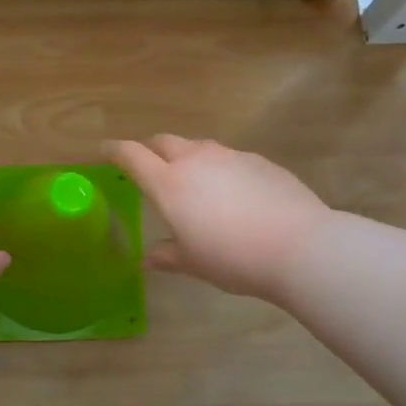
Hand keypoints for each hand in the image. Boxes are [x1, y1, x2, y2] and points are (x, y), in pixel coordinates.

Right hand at [105, 136, 329, 300]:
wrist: (299, 246)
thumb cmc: (233, 258)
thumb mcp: (194, 263)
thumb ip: (167, 256)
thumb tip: (148, 258)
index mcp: (169, 184)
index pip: (132, 155)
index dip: (115, 150)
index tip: (105, 150)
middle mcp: (196, 160)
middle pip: (164, 141)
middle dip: (150, 149)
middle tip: (147, 165)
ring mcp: (230, 156)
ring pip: (198, 146)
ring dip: (186, 156)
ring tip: (192, 180)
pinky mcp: (259, 160)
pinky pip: (228, 158)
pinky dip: (219, 168)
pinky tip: (232, 192)